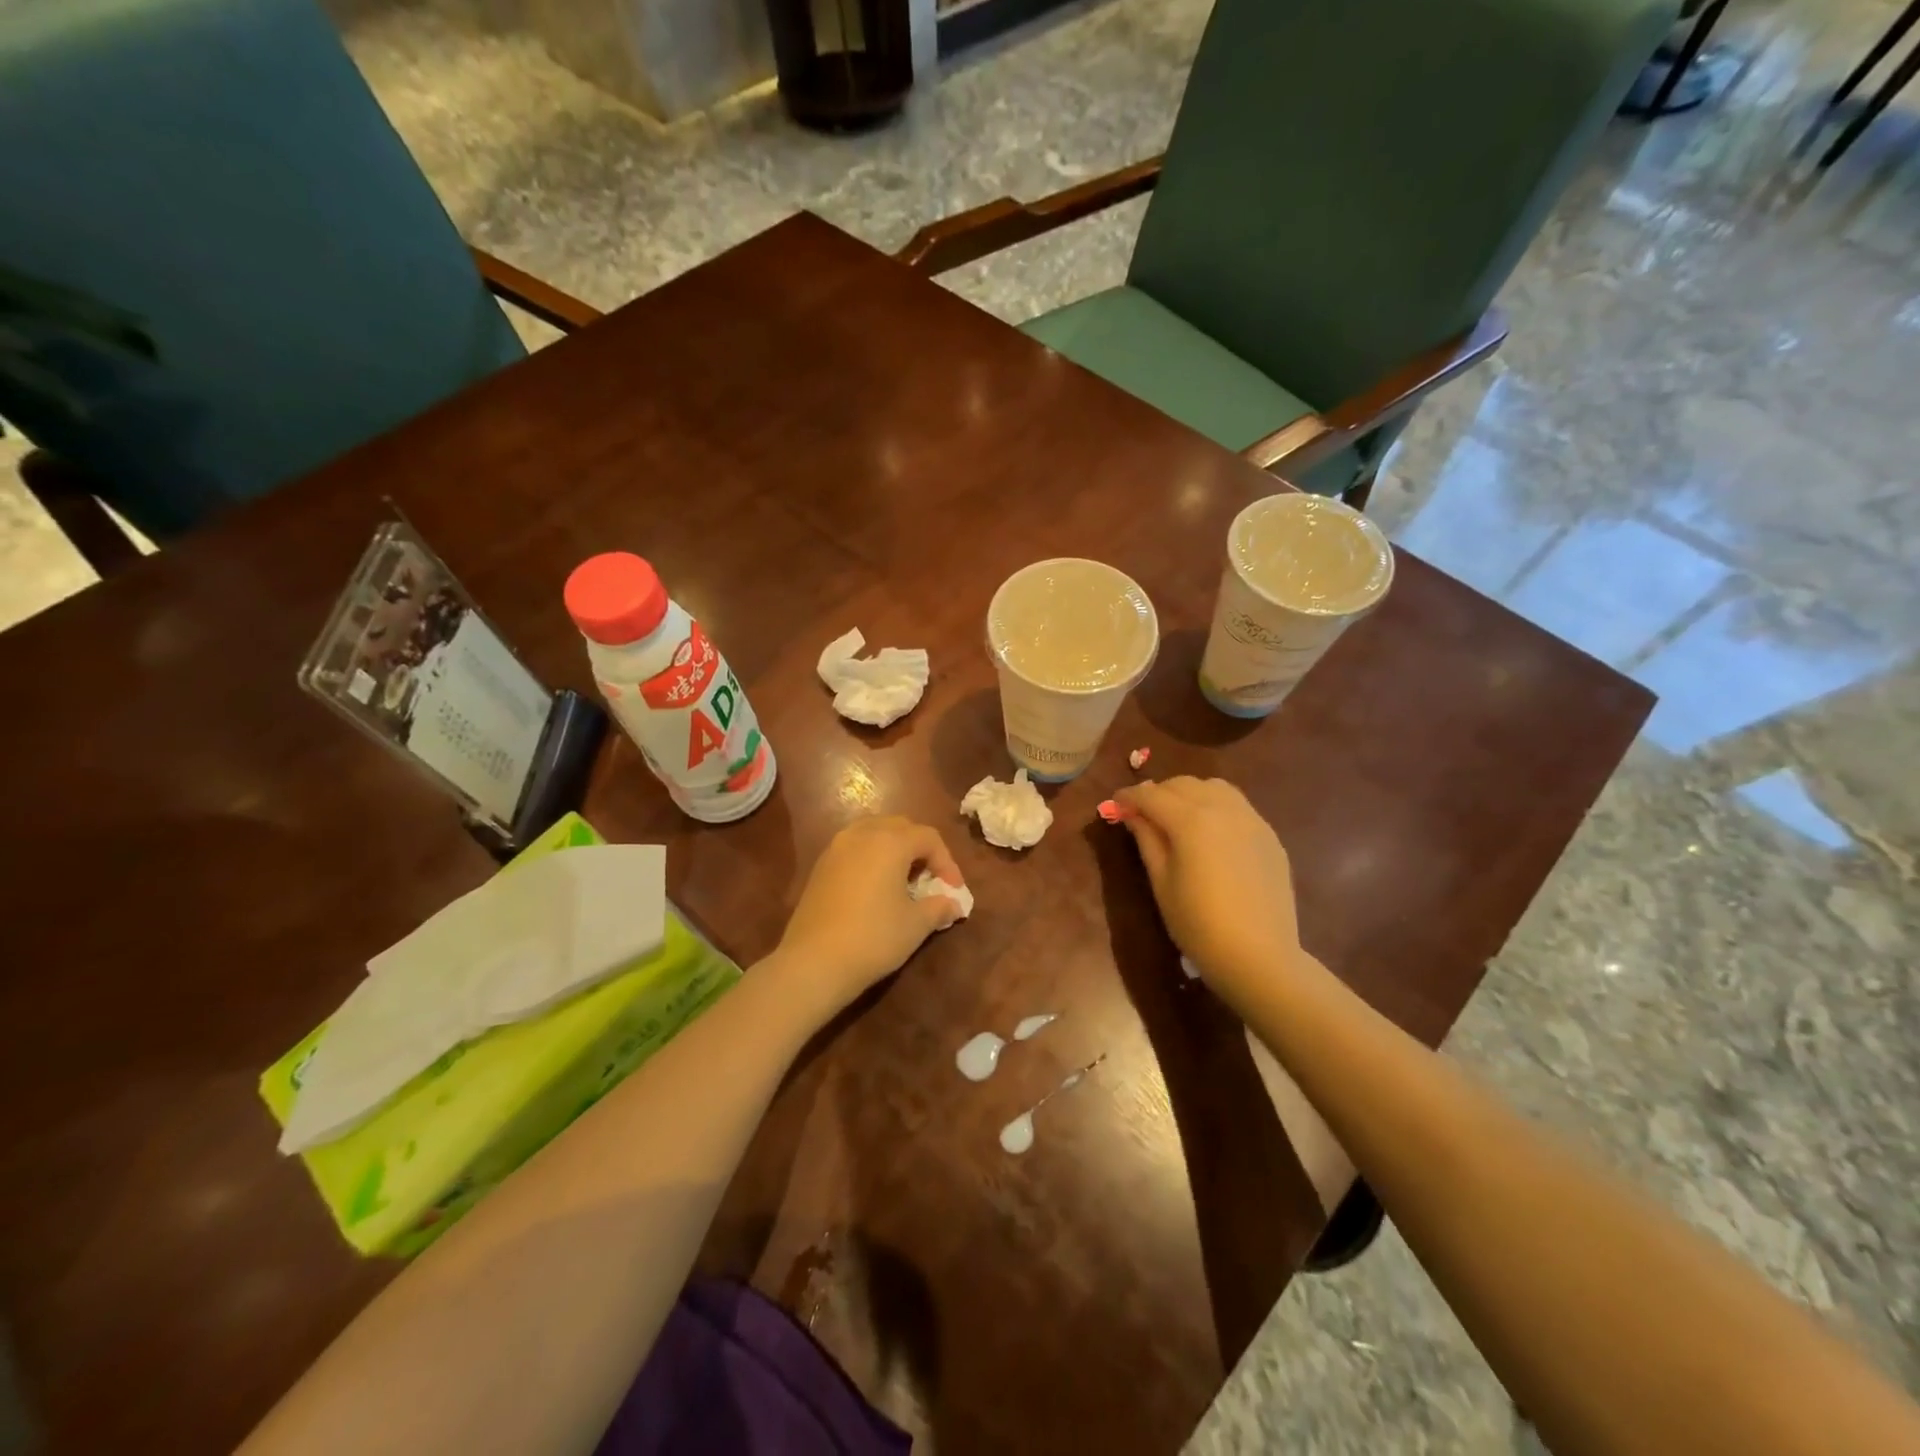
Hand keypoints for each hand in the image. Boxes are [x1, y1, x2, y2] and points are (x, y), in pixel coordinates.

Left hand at [773, 815, 966, 1018]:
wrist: (814, 961)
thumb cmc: (873, 938)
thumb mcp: (915, 925)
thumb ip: (939, 907)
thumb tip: (953, 904)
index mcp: (890, 841)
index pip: (928, 837)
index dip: (947, 861)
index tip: (953, 889)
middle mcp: (862, 834)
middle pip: (900, 827)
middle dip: (921, 848)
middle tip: (931, 877)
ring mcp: (837, 847)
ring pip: (874, 832)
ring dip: (894, 849)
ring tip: (904, 879)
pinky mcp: (820, 865)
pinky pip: (854, 847)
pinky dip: (871, 857)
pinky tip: (876, 886)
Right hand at [1113, 777, 1302, 1007]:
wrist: (1259, 956)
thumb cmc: (1198, 924)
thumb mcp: (1161, 882)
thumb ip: (1147, 840)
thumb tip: (1132, 814)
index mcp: (1191, 820)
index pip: (1151, 795)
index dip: (1129, 797)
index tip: (1115, 804)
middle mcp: (1223, 809)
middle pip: (1183, 784)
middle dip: (1158, 793)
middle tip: (1143, 813)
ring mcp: (1251, 820)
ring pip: (1214, 788)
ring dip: (1189, 793)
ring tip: (1178, 816)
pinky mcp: (1269, 835)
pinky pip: (1237, 806)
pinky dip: (1216, 807)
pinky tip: (1210, 833)